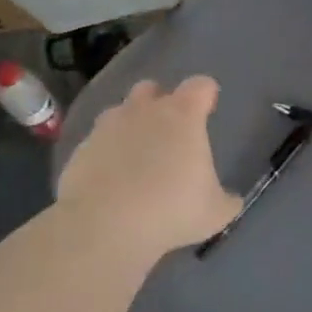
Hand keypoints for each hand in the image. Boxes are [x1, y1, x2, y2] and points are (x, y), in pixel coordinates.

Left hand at [57, 76, 241, 257]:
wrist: (105, 225)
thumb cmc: (171, 210)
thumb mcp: (215, 212)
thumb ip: (226, 200)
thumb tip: (230, 200)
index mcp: (182, 115)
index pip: (200, 86)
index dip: (206, 94)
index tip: (208, 108)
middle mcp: (143, 110)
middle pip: (152, 88)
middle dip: (160, 102)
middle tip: (168, 132)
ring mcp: (107, 126)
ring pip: (120, 111)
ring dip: (129, 125)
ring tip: (136, 156)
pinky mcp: (81, 148)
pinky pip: (97, 142)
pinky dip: (106, 153)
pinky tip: (111, 179)